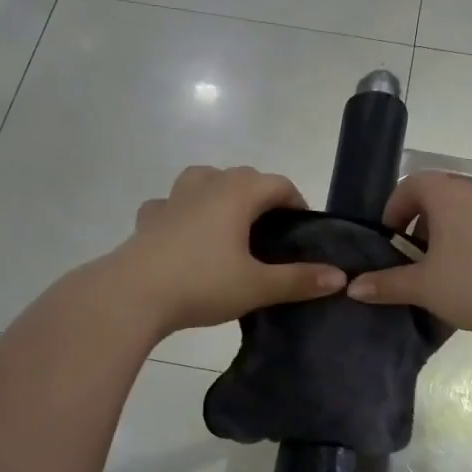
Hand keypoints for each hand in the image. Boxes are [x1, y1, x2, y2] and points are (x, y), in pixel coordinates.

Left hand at [111, 165, 345, 336]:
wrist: (132, 295)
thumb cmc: (201, 284)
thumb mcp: (257, 286)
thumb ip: (299, 280)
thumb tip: (340, 277)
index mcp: (237, 194)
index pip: (277, 184)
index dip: (296, 202)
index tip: (302, 229)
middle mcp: (206, 186)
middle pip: (242, 176)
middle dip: (261, 195)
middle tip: (270, 232)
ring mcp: (172, 199)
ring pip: (203, 179)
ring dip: (220, 192)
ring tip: (228, 223)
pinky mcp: (148, 218)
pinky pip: (170, 204)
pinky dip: (182, 211)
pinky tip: (183, 235)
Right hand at [347, 172, 471, 340]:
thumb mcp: (424, 287)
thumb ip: (386, 284)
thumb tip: (353, 287)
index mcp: (448, 195)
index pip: (411, 184)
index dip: (394, 209)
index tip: (389, 240)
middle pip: (439, 196)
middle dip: (420, 224)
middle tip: (413, 259)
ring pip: (466, 213)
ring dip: (448, 234)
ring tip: (443, 271)